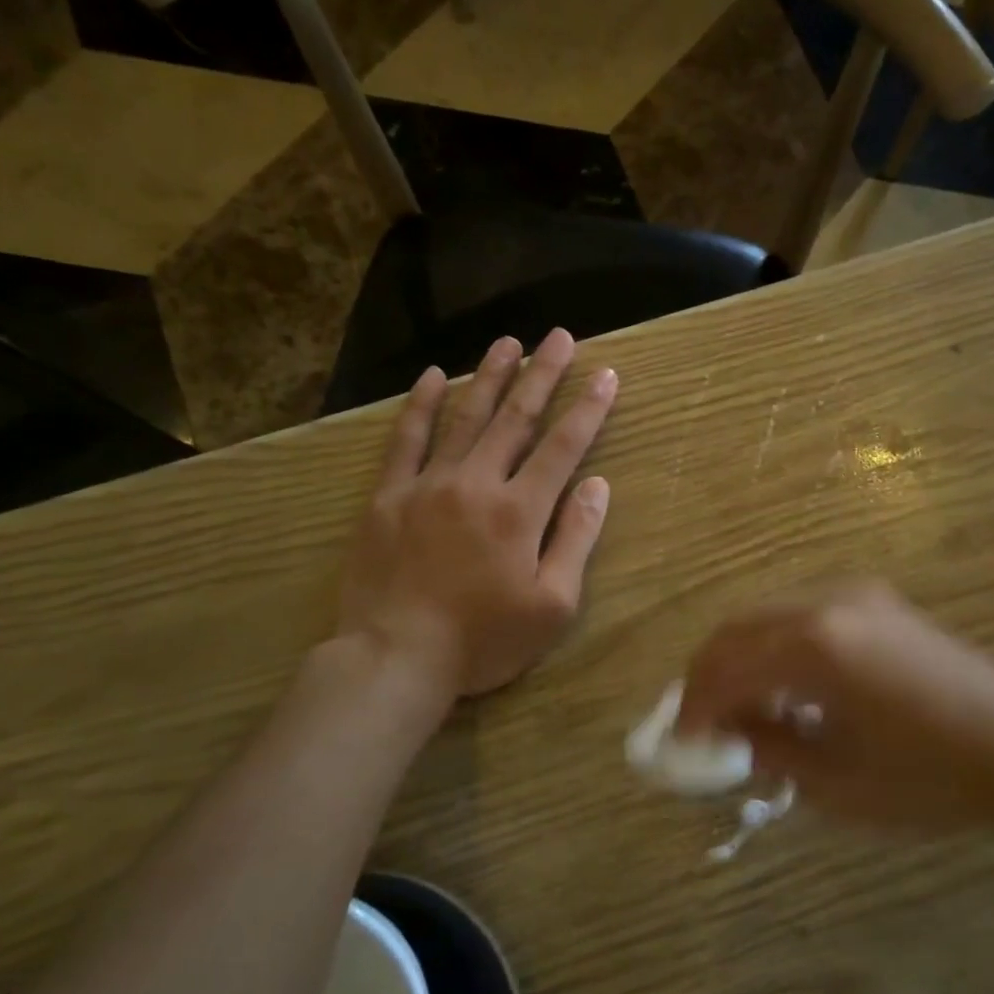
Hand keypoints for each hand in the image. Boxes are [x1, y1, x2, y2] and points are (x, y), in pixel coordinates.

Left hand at [336, 330, 618, 696]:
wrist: (395, 657)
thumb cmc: (483, 640)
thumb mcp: (551, 605)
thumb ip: (575, 539)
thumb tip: (597, 486)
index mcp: (520, 510)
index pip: (563, 446)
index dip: (587, 408)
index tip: (604, 374)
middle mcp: (477, 482)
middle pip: (516, 418)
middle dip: (542, 374)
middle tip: (559, 337)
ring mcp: (428, 484)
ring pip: (464, 417)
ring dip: (488, 376)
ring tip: (507, 342)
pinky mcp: (388, 496)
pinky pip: (406, 440)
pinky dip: (419, 405)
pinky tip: (431, 377)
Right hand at [677, 581, 993, 830]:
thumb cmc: (931, 777)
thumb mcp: (837, 781)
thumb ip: (770, 748)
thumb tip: (730, 731)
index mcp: (815, 645)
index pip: (728, 668)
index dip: (697, 706)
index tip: (683, 742)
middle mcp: (827, 602)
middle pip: (738, 628)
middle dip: (709, 673)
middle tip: (700, 719)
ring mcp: (854, 593)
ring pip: (768, 615)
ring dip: (743, 657)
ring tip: (742, 709)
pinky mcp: (876, 600)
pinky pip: (802, 613)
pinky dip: (777, 646)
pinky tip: (788, 687)